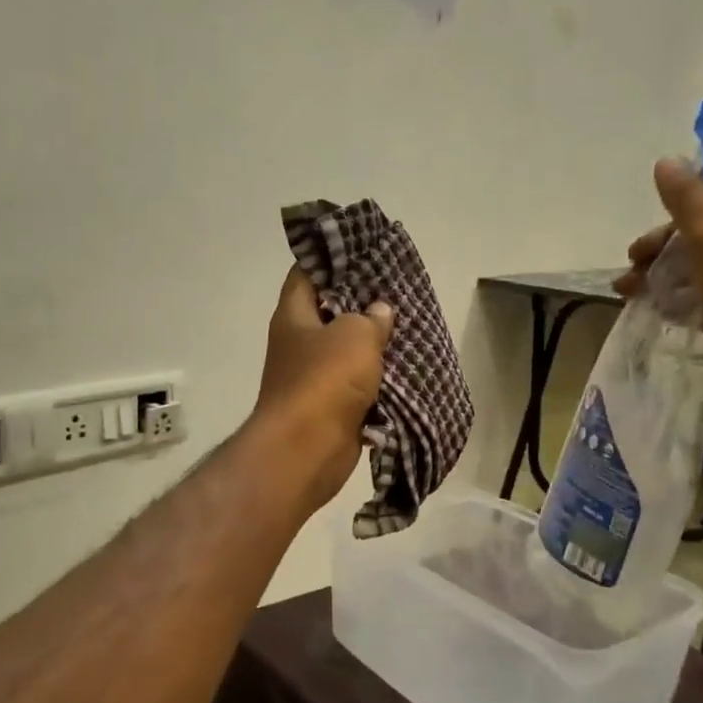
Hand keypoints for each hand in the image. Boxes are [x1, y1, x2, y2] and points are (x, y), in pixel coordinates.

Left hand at [249, 269, 394, 512]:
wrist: (306, 450)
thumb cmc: (324, 381)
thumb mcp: (354, 336)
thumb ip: (371, 318)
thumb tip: (379, 311)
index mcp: (294, 316)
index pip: (305, 274)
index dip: (331, 259)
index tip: (364, 252)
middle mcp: (299, 344)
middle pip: (330, 313)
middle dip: (362, 303)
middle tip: (397, 291)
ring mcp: (313, 377)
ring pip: (347, 352)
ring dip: (373, 345)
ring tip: (408, 326)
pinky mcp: (331, 407)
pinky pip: (357, 386)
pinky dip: (377, 380)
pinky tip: (405, 368)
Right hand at [614, 158, 702, 399]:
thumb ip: (689, 199)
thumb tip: (668, 162)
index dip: (698, 195)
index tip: (663, 212)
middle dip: (666, 242)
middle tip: (634, 256)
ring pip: (702, 261)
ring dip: (661, 269)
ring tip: (626, 287)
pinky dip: (675, 293)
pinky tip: (645, 303)